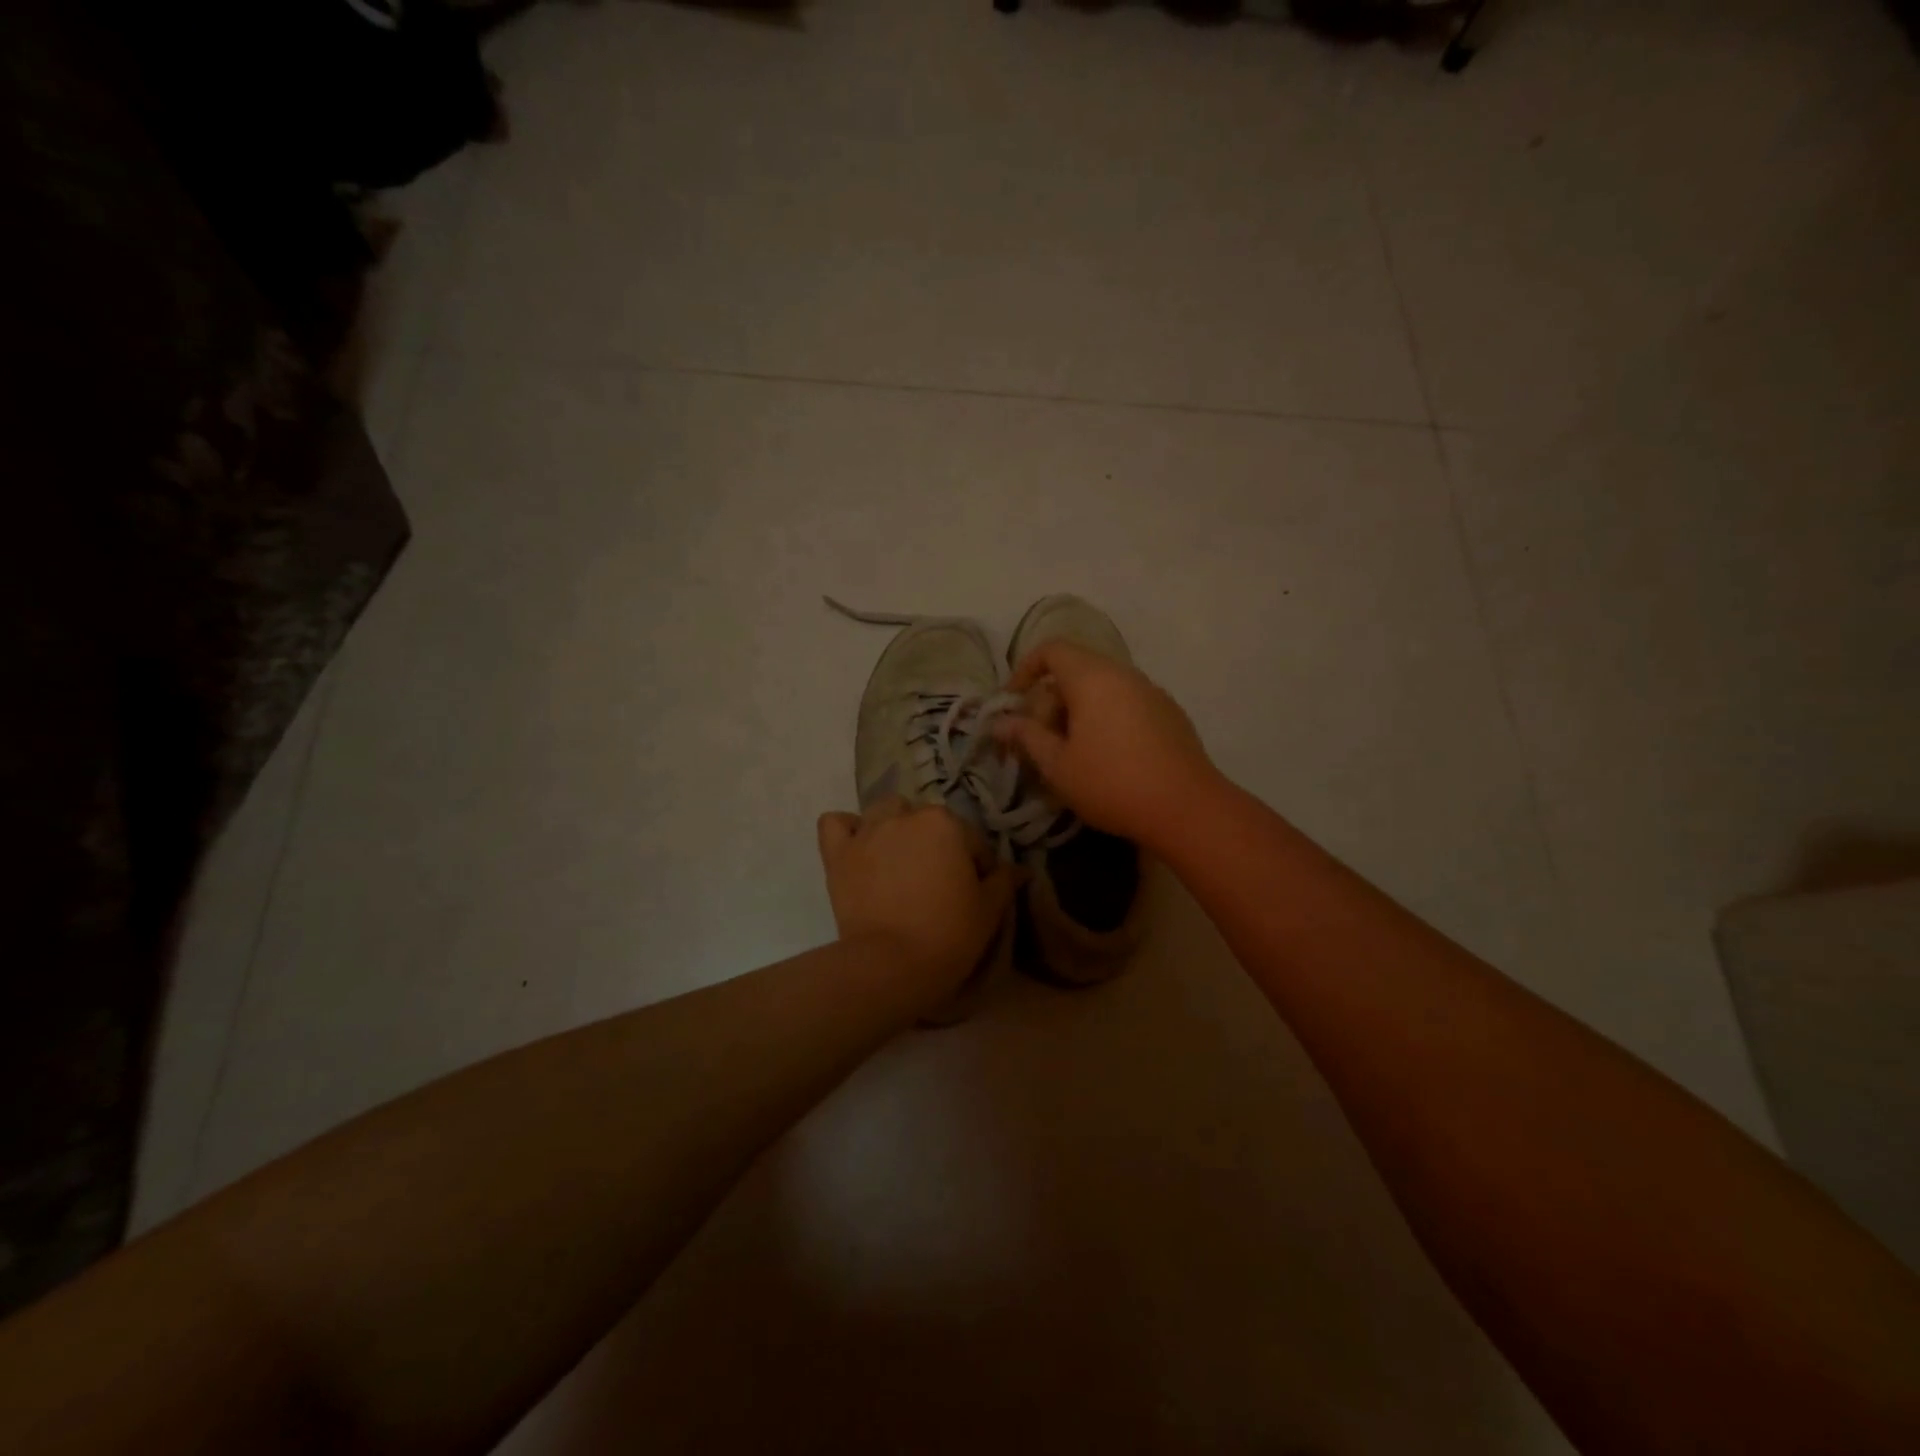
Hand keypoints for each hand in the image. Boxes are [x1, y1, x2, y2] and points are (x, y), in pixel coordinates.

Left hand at [816, 798, 1018, 999]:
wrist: (891, 965)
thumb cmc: (949, 934)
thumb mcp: (989, 910)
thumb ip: (1004, 881)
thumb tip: (1020, 869)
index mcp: (946, 823)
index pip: (971, 840)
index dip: (977, 867)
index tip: (975, 893)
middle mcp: (905, 816)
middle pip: (927, 821)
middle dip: (936, 844)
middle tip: (937, 881)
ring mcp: (868, 832)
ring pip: (885, 813)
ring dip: (895, 828)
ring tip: (899, 860)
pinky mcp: (838, 853)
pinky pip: (836, 823)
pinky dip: (847, 830)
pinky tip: (858, 848)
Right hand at [993, 640, 1219, 847]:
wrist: (1187, 808)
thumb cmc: (1111, 783)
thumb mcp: (1057, 765)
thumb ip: (1026, 738)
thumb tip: (1000, 723)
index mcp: (1093, 677)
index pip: (1051, 650)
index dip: (1025, 670)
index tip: (1013, 703)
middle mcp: (1124, 675)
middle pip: (1075, 671)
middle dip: (1049, 702)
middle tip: (1039, 742)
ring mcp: (1152, 692)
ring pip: (1101, 689)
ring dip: (1077, 713)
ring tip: (1069, 754)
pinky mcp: (1170, 714)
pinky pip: (1125, 704)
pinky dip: (1104, 719)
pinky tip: (1106, 759)